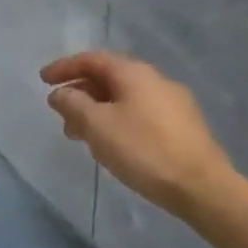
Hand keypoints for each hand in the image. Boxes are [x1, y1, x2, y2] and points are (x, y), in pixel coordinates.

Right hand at [40, 52, 235, 214]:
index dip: (64, 67)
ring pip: (124, 98)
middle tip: (60, 113)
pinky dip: (117, 120)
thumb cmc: (143, 150)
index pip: (91, 59)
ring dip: (98, 110)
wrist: (204, 188)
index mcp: (134, 73)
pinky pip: (140, 113)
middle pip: (108, 78)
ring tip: (81, 135)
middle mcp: (155, 80)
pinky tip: (112, 144)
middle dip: (80, 93)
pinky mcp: (183, 127)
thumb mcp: (96, 125)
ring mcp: (174, 103)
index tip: (43, 80)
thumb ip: (72, 104)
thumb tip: (60, 93)